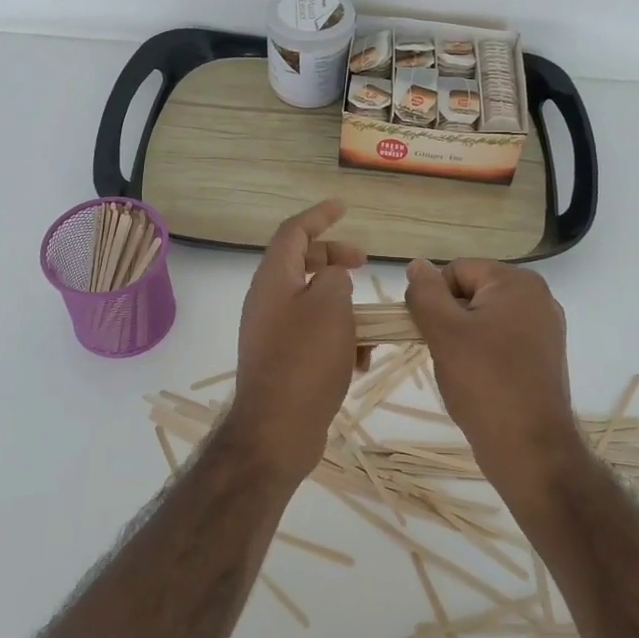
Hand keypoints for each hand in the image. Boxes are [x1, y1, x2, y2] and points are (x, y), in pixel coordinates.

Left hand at [226, 200, 366, 481]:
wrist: (277, 430)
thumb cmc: (305, 359)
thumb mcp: (330, 305)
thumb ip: (335, 278)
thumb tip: (333, 277)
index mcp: (273, 279)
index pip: (293, 231)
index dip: (319, 215)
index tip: (343, 207)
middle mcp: (268, 301)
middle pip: (302, 263)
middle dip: (335, 259)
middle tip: (363, 263)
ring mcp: (273, 333)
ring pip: (313, 303)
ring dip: (344, 307)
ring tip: (370, 325)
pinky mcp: (283, 362)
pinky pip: (314, 336)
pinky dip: (338, 338)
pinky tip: (360, 361)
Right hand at [404, 258, 582, 493]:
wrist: (530, 450)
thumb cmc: (484, 383)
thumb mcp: (444, 332)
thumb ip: (425, 292)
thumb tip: (417, 264)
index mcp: (518, 282)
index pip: (456, 271)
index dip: (435, 300)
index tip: (432, 335)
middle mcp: (538, 297)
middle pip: (471, 293)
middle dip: (450, 320)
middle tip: (446, 355)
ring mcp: (544, 329)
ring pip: (482, 319)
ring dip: (463, 340)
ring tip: (463, 371)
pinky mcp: (543, 357)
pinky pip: (500, 341)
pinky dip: (482, 356)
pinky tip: (479, 382)